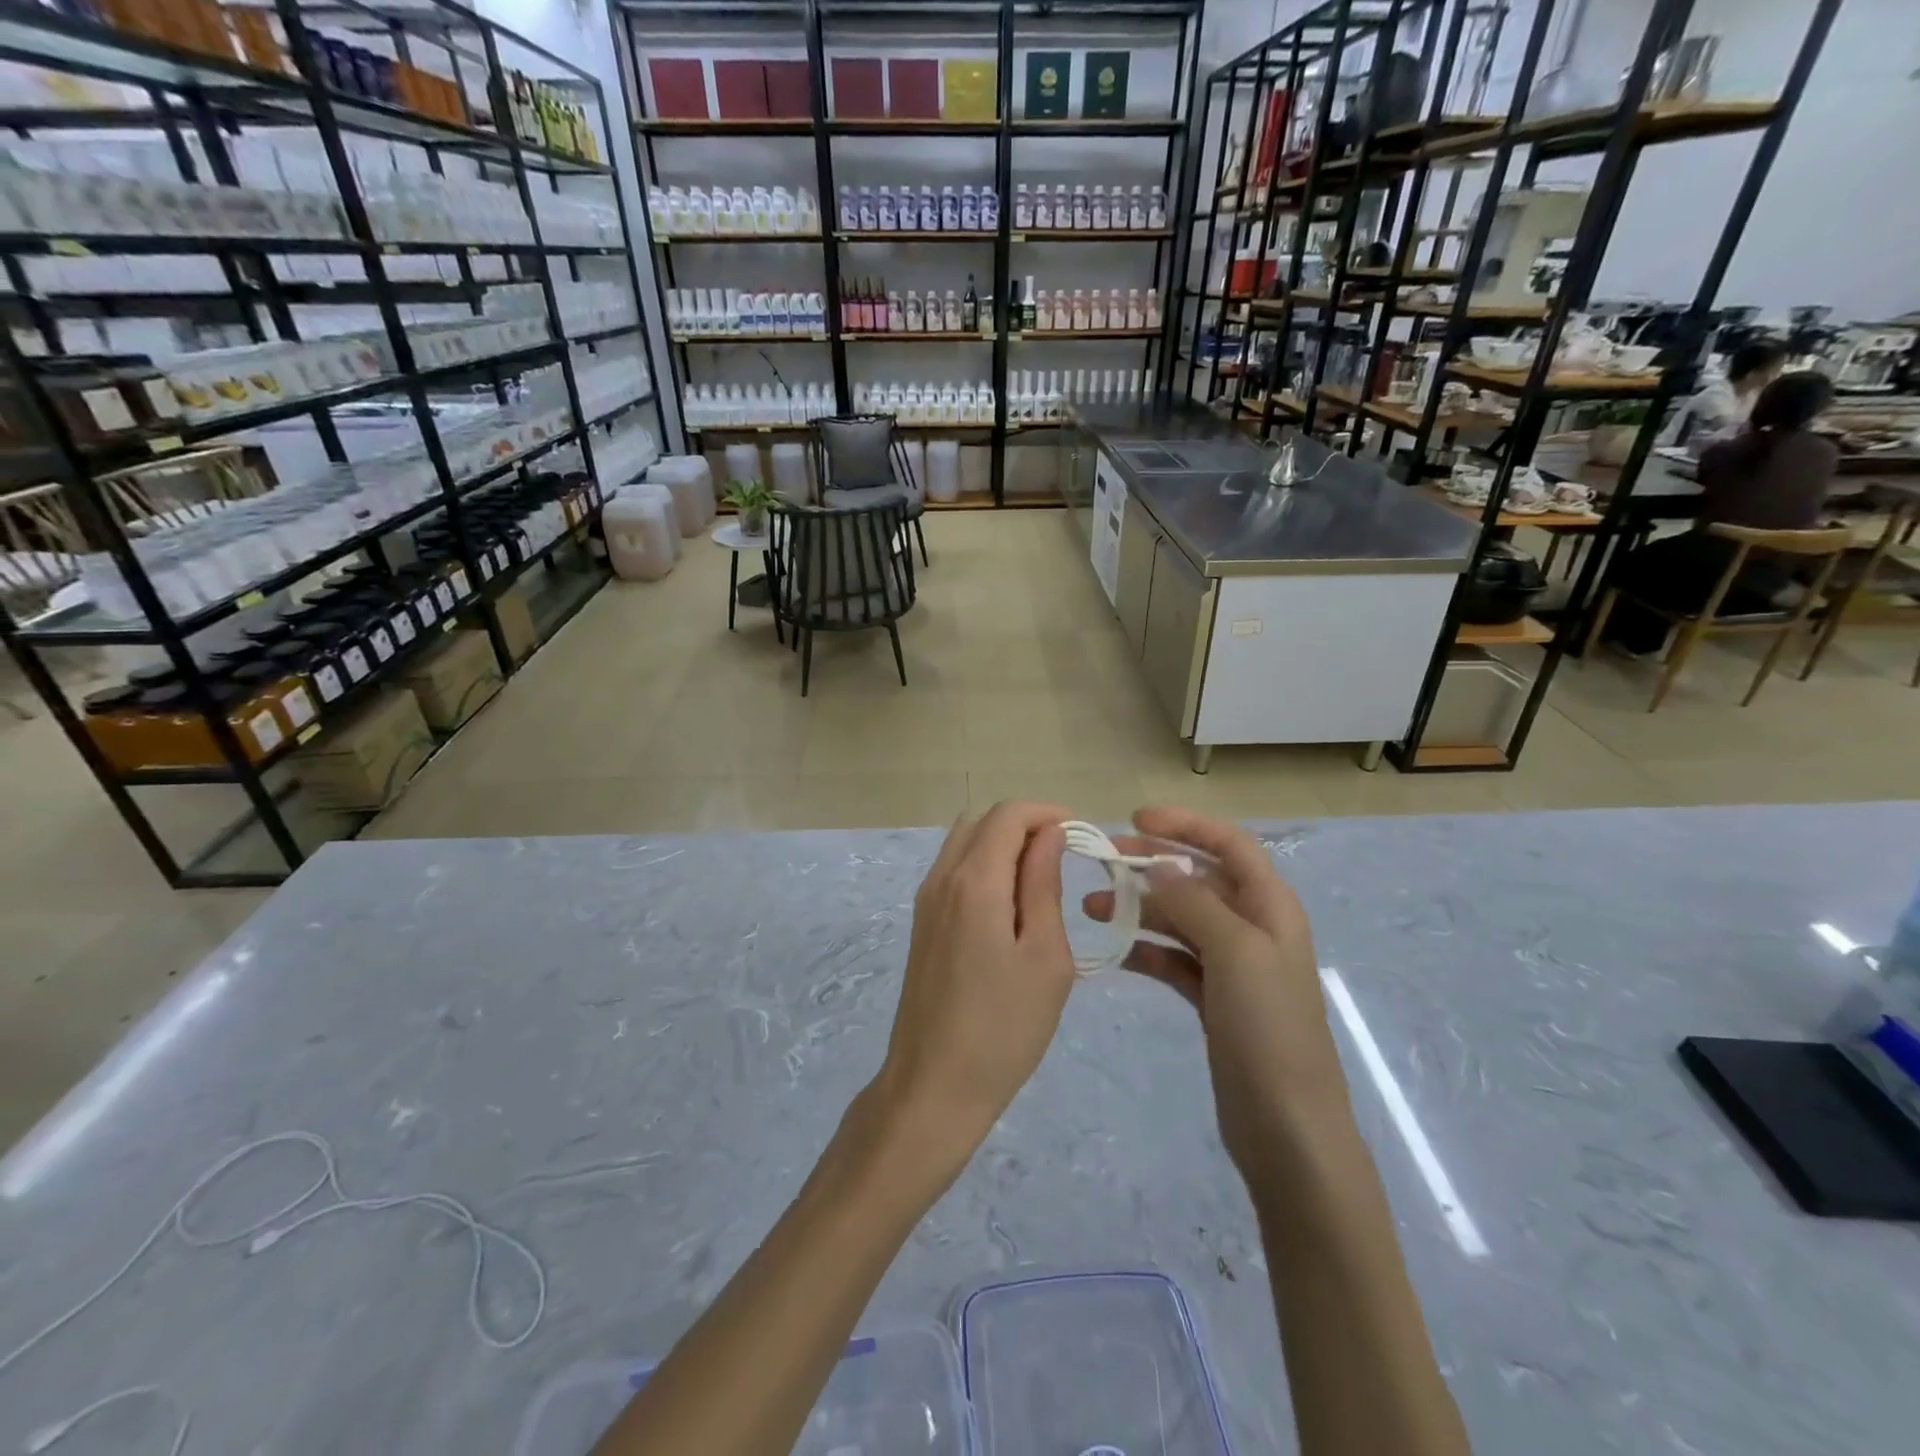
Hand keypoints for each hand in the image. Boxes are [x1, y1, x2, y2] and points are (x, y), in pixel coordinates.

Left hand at [871, 802, 1075, 1170]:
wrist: (934, 1085)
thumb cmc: (1003, 1026)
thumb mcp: (1045, 956)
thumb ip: (1044, 885)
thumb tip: (1049, 834)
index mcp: (974, 881)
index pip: (1008, 815)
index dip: (1047, 813)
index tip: (1082, 835)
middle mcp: (942, 878)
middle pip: (983, 821)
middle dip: (1026, 825)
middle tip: (1066, 857)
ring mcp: (926, 900)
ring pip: (965, 842)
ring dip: (1004, 844)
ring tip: (1042, 880)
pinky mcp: (922, 922)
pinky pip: (954, 870)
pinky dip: (985, 866)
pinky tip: (1011, 905)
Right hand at [1084, 807, 1346, 1167]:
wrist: (1287, 1128)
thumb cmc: (1268, 1029)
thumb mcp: (1235, 952)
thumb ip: (1195, 902)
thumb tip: (1157, 865)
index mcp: (1270, 906)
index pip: (1228, 844)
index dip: (1185, 824)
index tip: (1135, 820)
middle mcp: (1253, 926)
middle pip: (1198, 877)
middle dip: (1151, 864)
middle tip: (1102, 861)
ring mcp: (1232, 965)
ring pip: (1180, 918)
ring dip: (1139, 908)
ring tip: (1091, 910)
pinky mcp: (1214, 999)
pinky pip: (1173, 959)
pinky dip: (1145, 950)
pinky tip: (1114, 953)